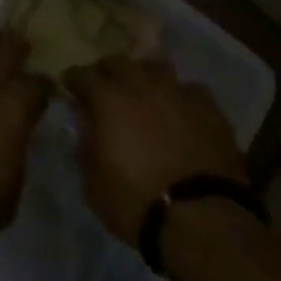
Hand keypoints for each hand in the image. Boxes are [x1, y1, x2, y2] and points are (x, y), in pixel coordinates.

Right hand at [64, 56, 247, 244]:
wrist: (203, 219)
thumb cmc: (138, 205)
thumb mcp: (94, 187)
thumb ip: (86, 149)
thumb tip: (87, 128)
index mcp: (109, 100)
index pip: (83, 75)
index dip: (74, 79)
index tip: (70, 86)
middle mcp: (141, 85)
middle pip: (119, 61)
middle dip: (108, 71)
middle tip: (105, 86)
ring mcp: (177, 92)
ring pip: (156, 67)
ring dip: (144, 76)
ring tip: (144, 91)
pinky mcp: (209, 107)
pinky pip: (189, 89)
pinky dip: (179, 96)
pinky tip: (181, 110)